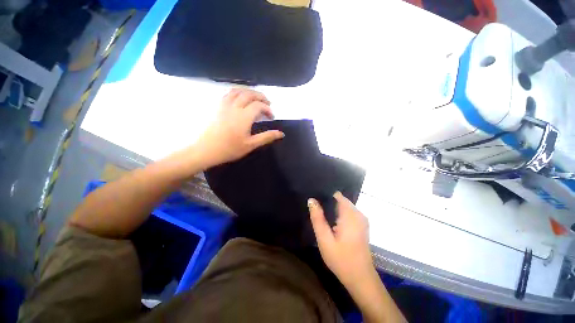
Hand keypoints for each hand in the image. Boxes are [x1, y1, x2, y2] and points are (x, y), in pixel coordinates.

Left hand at [194, 88, 284, 168]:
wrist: (206, 150)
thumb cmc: (230, 149)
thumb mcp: (251, 145)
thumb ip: (266, 137)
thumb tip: (281, 133)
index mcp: (244, 117)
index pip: (259, 106)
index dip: (267, 109)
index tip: (271, 116)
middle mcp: (235, 107)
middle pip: (249, 94)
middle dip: (261, 96)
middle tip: (268, 103)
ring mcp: (224, 105)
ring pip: (238, 91)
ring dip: (249, 91)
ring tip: (256, 97)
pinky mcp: (218, 107)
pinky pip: (228, 93)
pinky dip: (237, 92)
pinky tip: (240, 98)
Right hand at [308, 192, 373, 288]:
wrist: (360, 278)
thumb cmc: (341, 259)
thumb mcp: (325, 239)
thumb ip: (318, 218)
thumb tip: (311, 200)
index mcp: (350, 214)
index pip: (336, 195)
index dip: (325, 195)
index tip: (315, 198)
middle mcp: (358, 213)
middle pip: (340, 200)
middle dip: (327, 202)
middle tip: (315, 209)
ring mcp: (361, 219)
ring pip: (343, 206)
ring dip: (332, 209)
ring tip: (320, 214)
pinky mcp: (361, 225)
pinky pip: (348, 212)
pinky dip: (338, 214)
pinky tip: (331, 223)